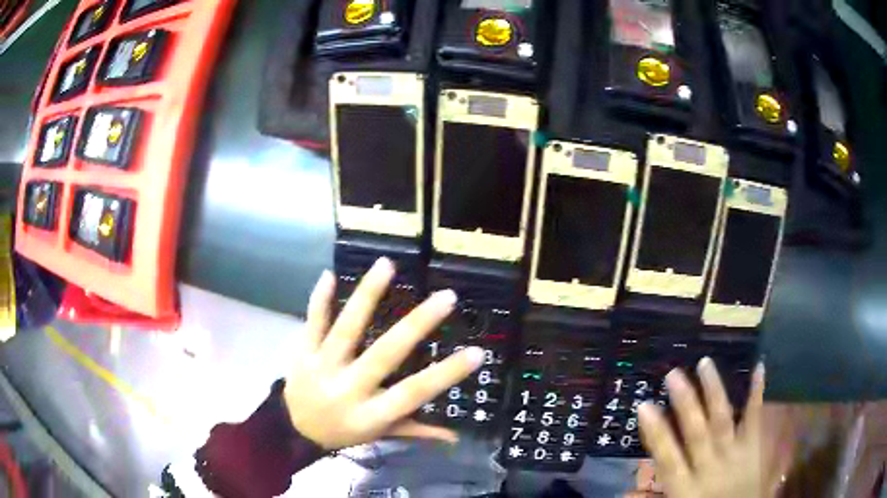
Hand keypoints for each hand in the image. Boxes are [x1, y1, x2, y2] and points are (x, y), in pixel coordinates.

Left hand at [283, 258, 483, 449]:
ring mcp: (322, 367)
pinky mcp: (301, 353)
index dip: (445, 374)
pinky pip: (312, 323)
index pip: (414, 393)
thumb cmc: (344, 432)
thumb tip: (454, 436)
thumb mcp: (380, 435)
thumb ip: (416, 431)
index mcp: (372, 414)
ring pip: (346, 329)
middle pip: (384, 354)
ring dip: (367, 295)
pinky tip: (330, 274)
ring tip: (387, 265)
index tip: (476, 352)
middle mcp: (348, 389)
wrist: (293, 430)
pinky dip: (319, 299)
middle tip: (446, 297)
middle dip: (417, 324)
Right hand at [638, 358, 766, 497]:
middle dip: (685, 404)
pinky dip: (757, 393)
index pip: (667, 458)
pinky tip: (759, 366)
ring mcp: (734, 454)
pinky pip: (755, 419)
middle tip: (673, 375)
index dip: (656, 433)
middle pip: (696, 433)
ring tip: (704, 364)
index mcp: (685, 487)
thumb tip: (623, 491)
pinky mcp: (753, 447)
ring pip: (722, 420)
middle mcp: (708, 467)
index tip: (644, 406)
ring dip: (713, 392)